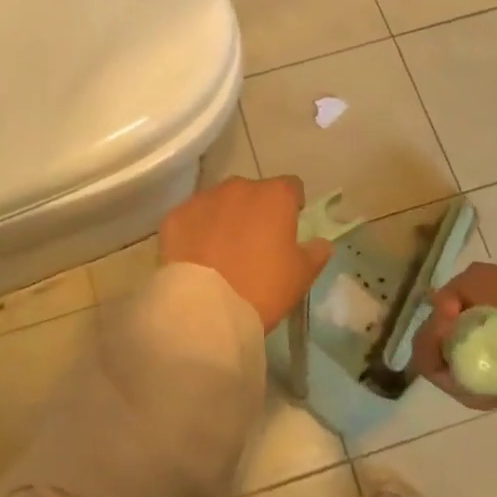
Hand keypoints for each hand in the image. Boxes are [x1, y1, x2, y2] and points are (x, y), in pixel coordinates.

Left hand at [160, 175, 332, 333]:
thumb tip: (321, 242)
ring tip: (222, 251)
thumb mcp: (301, 276)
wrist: (205, 308)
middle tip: (254, 244)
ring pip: (219, 202)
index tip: (289, 227)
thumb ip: (315, 253)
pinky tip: (197, 256)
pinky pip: (191, 217)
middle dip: (255, 211)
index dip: (292, 205)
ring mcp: (203, 198)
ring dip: (224, 217)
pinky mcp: (175, 216)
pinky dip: (196, 230)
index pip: (291, 187)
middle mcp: (238, 187)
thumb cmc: (262, 288)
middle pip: (252, 192)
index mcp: (274, 196)